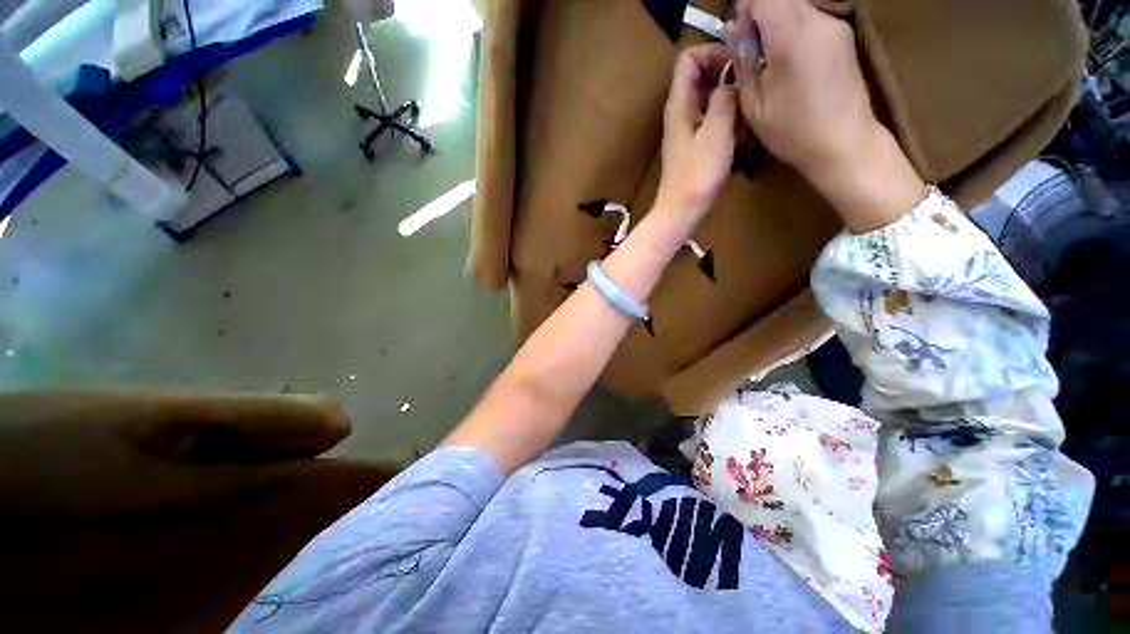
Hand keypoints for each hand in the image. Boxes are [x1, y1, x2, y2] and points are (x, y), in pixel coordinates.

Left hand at [654, 43, 738, 219]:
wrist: (682, 211)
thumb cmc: (698, 173)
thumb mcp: (716, 129)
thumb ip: (724, 96)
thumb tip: (732, 72)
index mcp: (680, 103)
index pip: (689, 57)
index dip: (714, 53)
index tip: (740, 65)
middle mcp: (681, 111)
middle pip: (703, 76)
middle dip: (729, 77)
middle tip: (751, 91)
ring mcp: (687, 129)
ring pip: (711, 99)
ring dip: (732, 102)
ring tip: (750, 119)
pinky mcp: (695, 146)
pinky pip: (713, 121)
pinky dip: (729, 121)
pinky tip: (743, 137)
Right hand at [728, 0, 924, 231]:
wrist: (843, 144)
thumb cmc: (792, 130)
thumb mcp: (753, 103)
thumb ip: (743, 61)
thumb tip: (735, 30)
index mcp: (792, 34)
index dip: (745, 8)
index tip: (737, 34)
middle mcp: (818, 19)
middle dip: (759, 17)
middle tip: (749, 53)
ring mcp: (835, 25)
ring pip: (796, 8)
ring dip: (776, 26)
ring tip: (768, 63)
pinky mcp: (843, 36)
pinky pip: (811, 20)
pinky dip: (793, 33)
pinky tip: (789, 65)